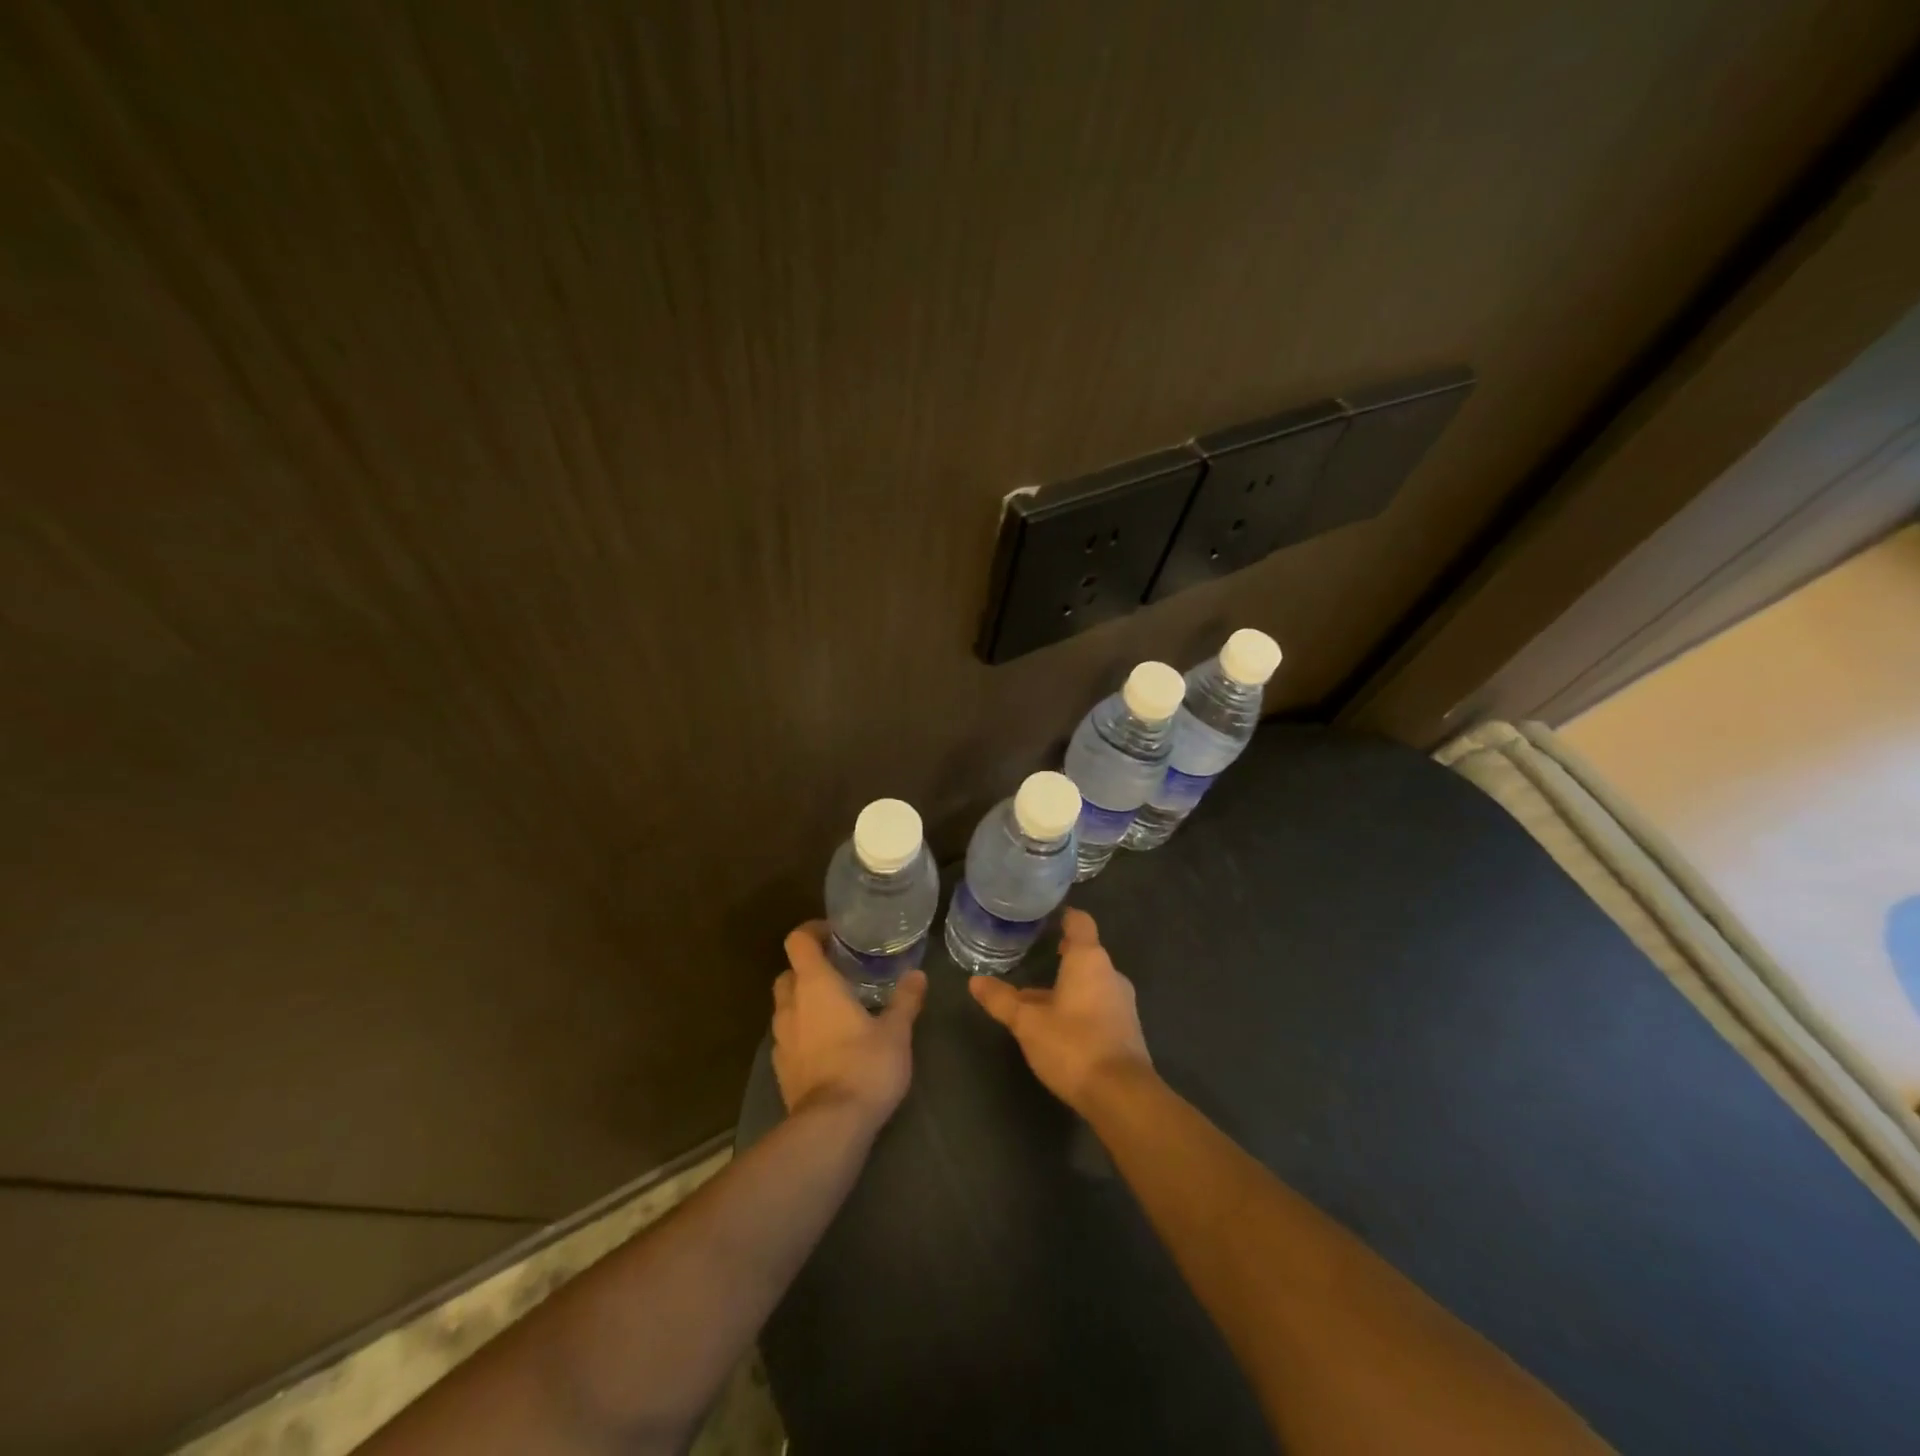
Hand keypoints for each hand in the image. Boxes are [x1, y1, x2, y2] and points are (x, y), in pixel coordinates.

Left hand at [772, 922, 926, 1130]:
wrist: (831, 1127)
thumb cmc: (865, 1066)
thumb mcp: (896, 1031)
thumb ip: (905, 1000)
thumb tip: (918, 975)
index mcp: (815, 985)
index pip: (798, 942)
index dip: (812, 931)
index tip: (834, 935)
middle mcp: (791, 1006)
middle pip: (788, 974)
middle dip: (808, 970)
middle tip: (838, 974)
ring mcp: (781, 1040)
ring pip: (785, 1008)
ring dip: (804, 1003)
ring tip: (836, 1011)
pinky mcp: (781, 1070)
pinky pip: (788, 1039)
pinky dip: (803, 1034)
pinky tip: (827, 1047)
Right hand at [970, 908, 1152, 1112]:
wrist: (1121, 1095)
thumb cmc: (1072, 1045)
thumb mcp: (1027, 1022)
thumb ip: (1001, 1000)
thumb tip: (974, 981)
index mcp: (1089, 960)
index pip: (1080, 922)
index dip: (1065, 917)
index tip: (1047, 918)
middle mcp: (1110, 974)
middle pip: (1085, 954)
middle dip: (1062, 956)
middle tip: (1034, 957)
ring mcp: (1122, 1002)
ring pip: (1090, 983)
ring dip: (1068, 986)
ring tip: (1038, 997)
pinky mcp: (1126, 1029)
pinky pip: (1099, 1006)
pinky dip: (1079, 1007)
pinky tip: (1058, 1026)